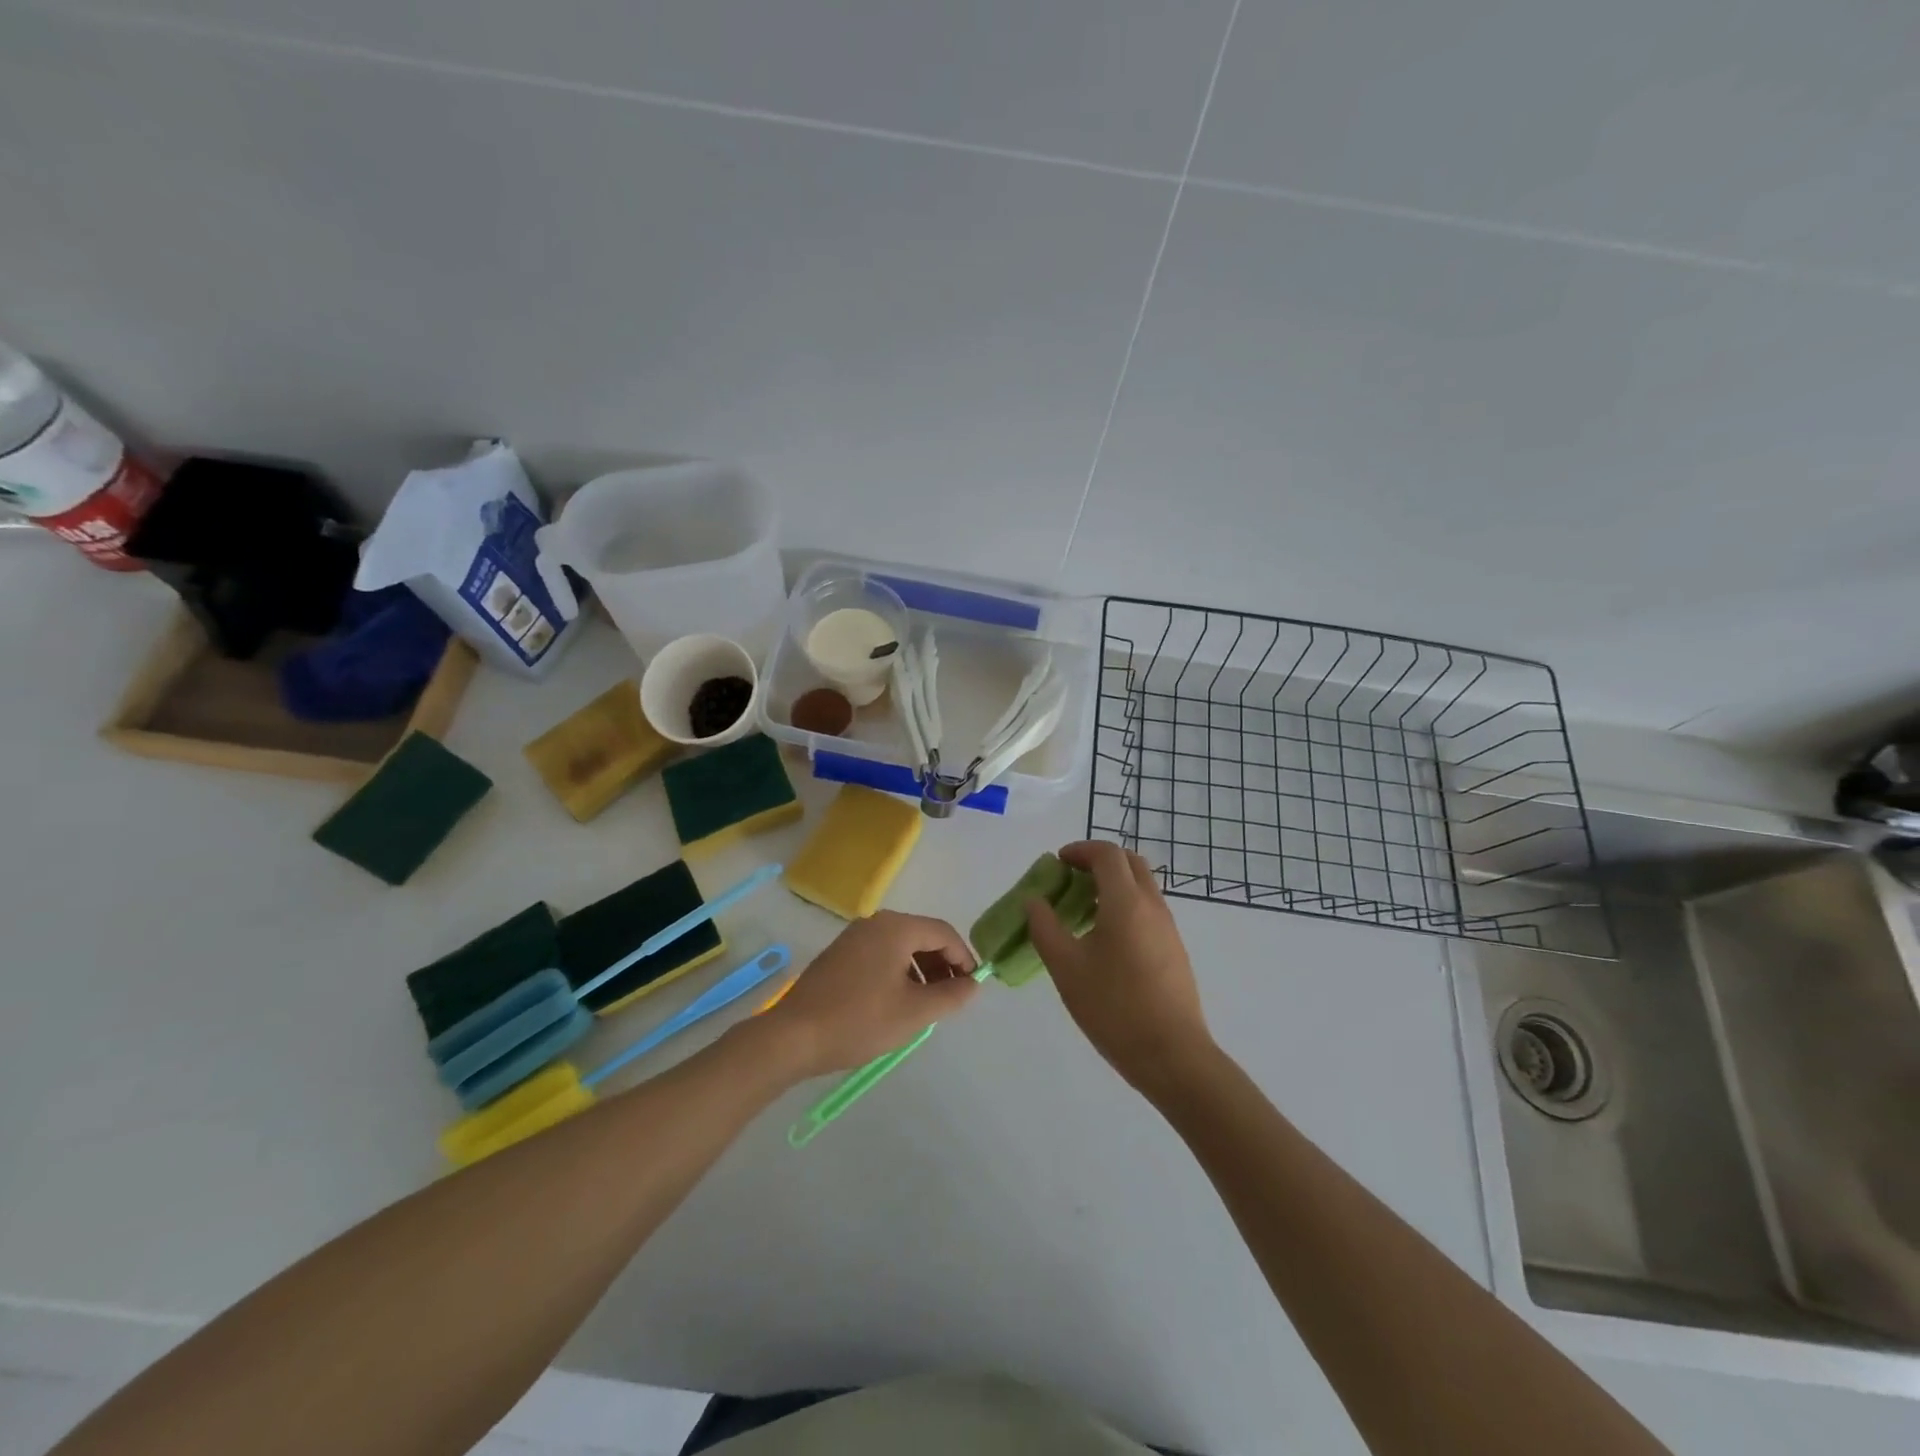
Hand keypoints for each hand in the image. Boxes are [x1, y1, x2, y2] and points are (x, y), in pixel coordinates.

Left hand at [760, 911, 981, 1078]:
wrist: (793, 1036)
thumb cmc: (859, 1020)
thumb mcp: (914, 1012)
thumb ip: (950, 995)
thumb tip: (973, 984)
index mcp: (895, 928)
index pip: (943, 933)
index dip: (963, 958)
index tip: (972, 987)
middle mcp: (875, 923)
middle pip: (922, 935)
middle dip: (942, 964)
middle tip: (952, 997)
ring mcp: (853, 937)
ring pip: (901, 946)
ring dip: (921, 969)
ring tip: (927, 1003)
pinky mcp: (839, 954)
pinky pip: (880, 954)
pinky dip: (898, 971)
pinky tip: (897, 1001)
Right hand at [1025, 841, 1214, 1093]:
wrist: (1172, 1055)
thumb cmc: (1114, 1007)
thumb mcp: (1066, 968)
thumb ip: (1045, 928)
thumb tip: (1035, 901)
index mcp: (1126, 902)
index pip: (1107, 854)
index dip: (1080, 850)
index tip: (1058, 863)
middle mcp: (1152, 905)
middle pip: (1130, 862)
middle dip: (1099, 861)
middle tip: (1071, 878)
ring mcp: (1168, 928)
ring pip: (1142, 886)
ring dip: (1113, 884)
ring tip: (1083, 910)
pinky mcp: (1174, 950)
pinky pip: (1148, 910)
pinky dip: (1125, 905)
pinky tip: (1105, 939)